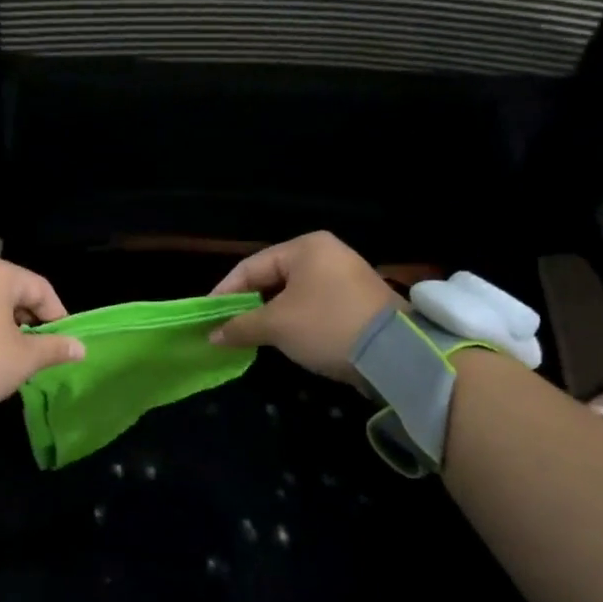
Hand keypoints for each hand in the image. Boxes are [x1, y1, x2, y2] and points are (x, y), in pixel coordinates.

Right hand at [208, 232, 400, 383]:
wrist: (395, 354)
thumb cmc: (327, 325)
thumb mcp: (276, 325)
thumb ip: (239, 326)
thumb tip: (212, 336)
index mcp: (305, 247)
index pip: (251, 266)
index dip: (225, 292)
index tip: (207, 317)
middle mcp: (326, 254)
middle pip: (272, 278)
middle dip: (247, 305)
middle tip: (226, 328)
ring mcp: (344, 277)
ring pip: (292, 294)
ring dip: (269, 315)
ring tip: (248, 336)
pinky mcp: (356, 301)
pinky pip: (312, 306)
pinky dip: (293, 321)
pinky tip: (281, 339)